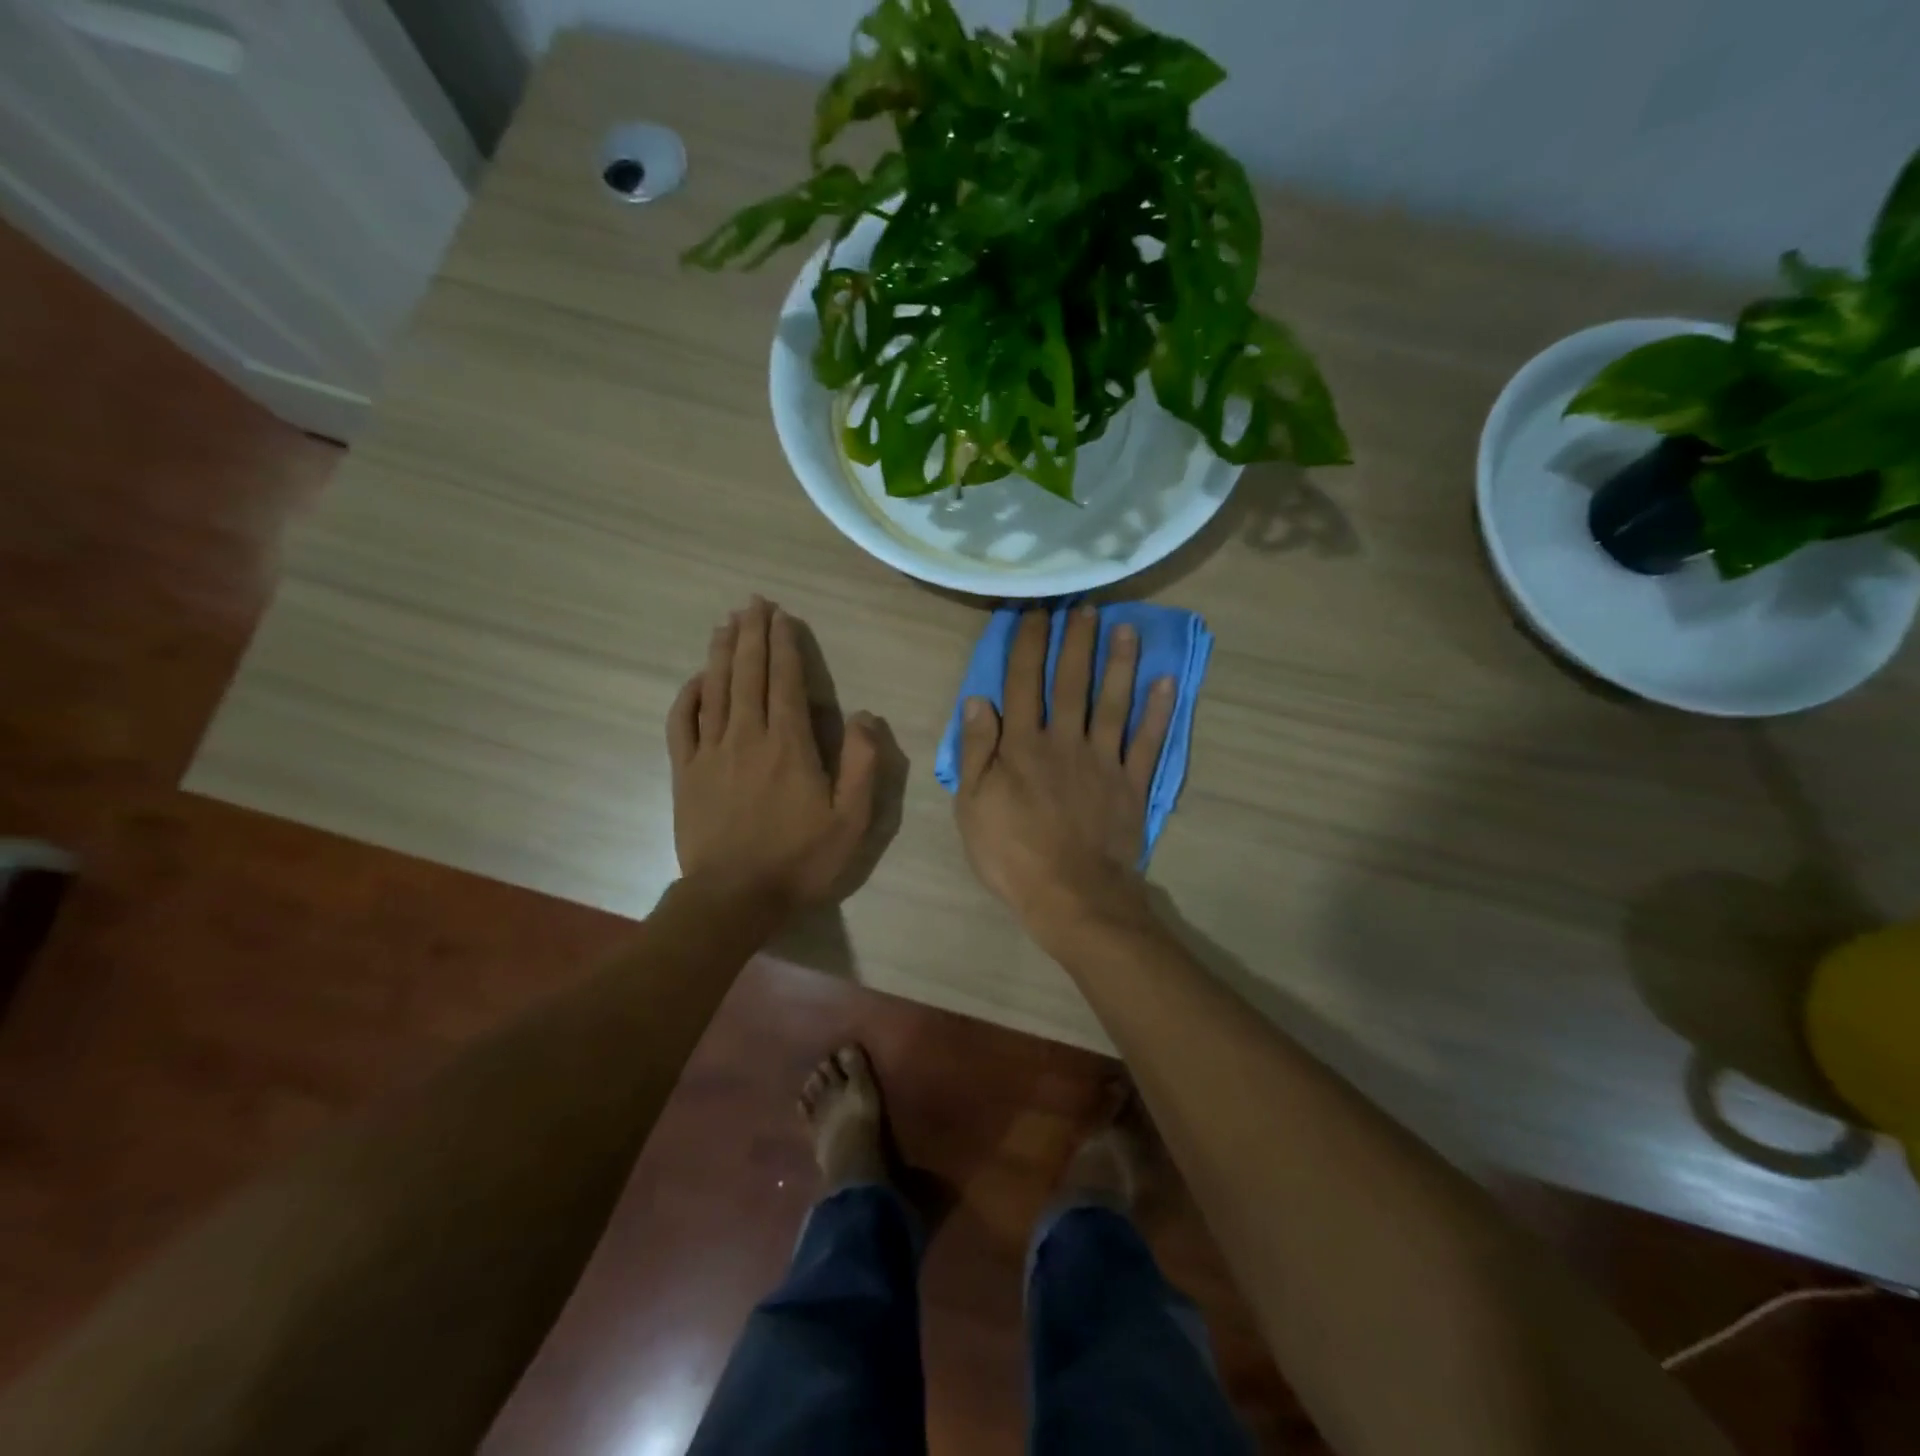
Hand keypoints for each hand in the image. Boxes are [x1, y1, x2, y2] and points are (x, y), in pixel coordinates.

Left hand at [668, 597, 879, 911]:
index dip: (785, 645)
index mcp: (789, 744)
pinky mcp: (685, 771)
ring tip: (726, 623)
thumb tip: (864, 715)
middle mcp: (747, 735)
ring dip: (722, 652)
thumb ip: (863, 764)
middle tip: (753, 603)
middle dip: (752, 634)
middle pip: (748, 673)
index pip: (786, 681)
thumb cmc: (800, 859)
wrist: (734, 897)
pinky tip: (696, 678)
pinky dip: (688, 695)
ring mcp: (711, 752)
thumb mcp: (852, 820)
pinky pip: (682, 722)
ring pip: (716, 688)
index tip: (782, 616)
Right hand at [954, 605, 1175, 937]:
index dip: (1029, 644)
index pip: (1023, 683)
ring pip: (1113, 702)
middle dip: (1077, 641)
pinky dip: (1158, 712)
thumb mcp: (973, 806)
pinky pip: (1147, 741)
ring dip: (1120, 663)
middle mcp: (1065, 741)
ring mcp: (1103, 761)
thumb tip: (978, 700)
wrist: (1072, 895)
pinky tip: (1166, 682)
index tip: (1035, 612)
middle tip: (1086, 606)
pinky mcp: (1132, 784)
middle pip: (1070, 682)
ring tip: (1127, 628)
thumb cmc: (1012, 853)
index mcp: (1022, 746)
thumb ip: (976, 751)